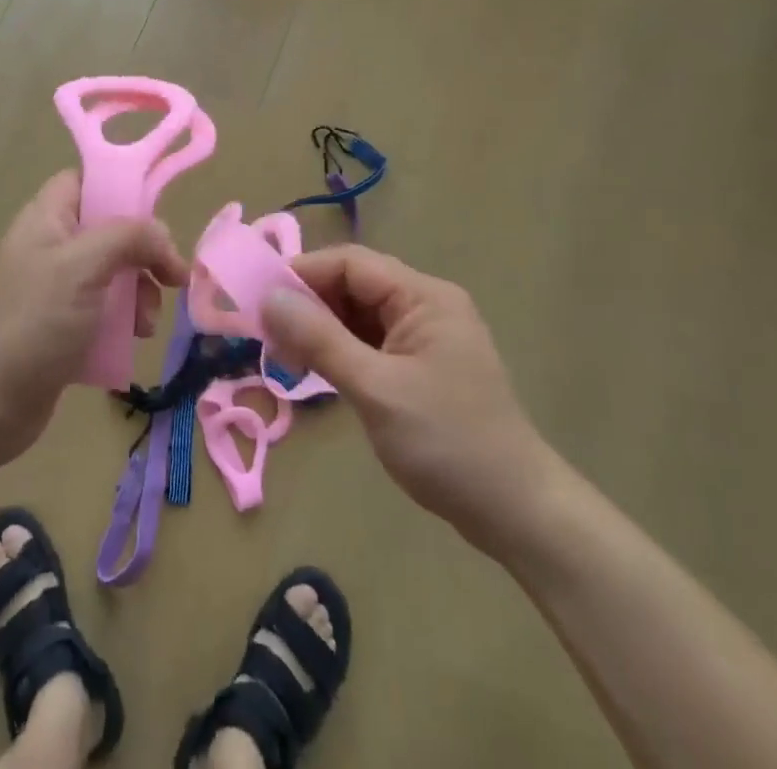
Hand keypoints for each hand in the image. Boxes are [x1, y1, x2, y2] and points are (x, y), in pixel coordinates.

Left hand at [0, 171, 187, 464]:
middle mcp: (52, 246)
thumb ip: (129, 237)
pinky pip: (106, 311)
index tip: (154, 215)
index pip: (86, 181)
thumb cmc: (33, 322)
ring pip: (114, 273)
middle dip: (143, 253)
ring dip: (139, 293)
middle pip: (110, 230)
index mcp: (47, 218)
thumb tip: (164, 237)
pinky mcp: (64, 328)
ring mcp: (57, 290)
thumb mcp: (83, 266)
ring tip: (146, 323)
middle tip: (168, 278)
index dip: (121, 189)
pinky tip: (134, 340)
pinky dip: (125, 321)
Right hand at [262, 245, 558, 559]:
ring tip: (284, 355)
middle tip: (267, 334)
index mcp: (424, 296)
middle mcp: (425, 305)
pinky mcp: (420, 366)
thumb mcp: (375, 389)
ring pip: (358, 315)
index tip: (259, 298)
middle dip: (309, 304)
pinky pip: (370, 342)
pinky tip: (315, 371)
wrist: (518, 514)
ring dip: (321, 329)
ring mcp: (425, 337)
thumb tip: (268, 298)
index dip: (303, 274)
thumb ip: (320, 340)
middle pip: (354, 285)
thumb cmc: (448, 444)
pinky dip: (340, 351)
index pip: (351, 264)